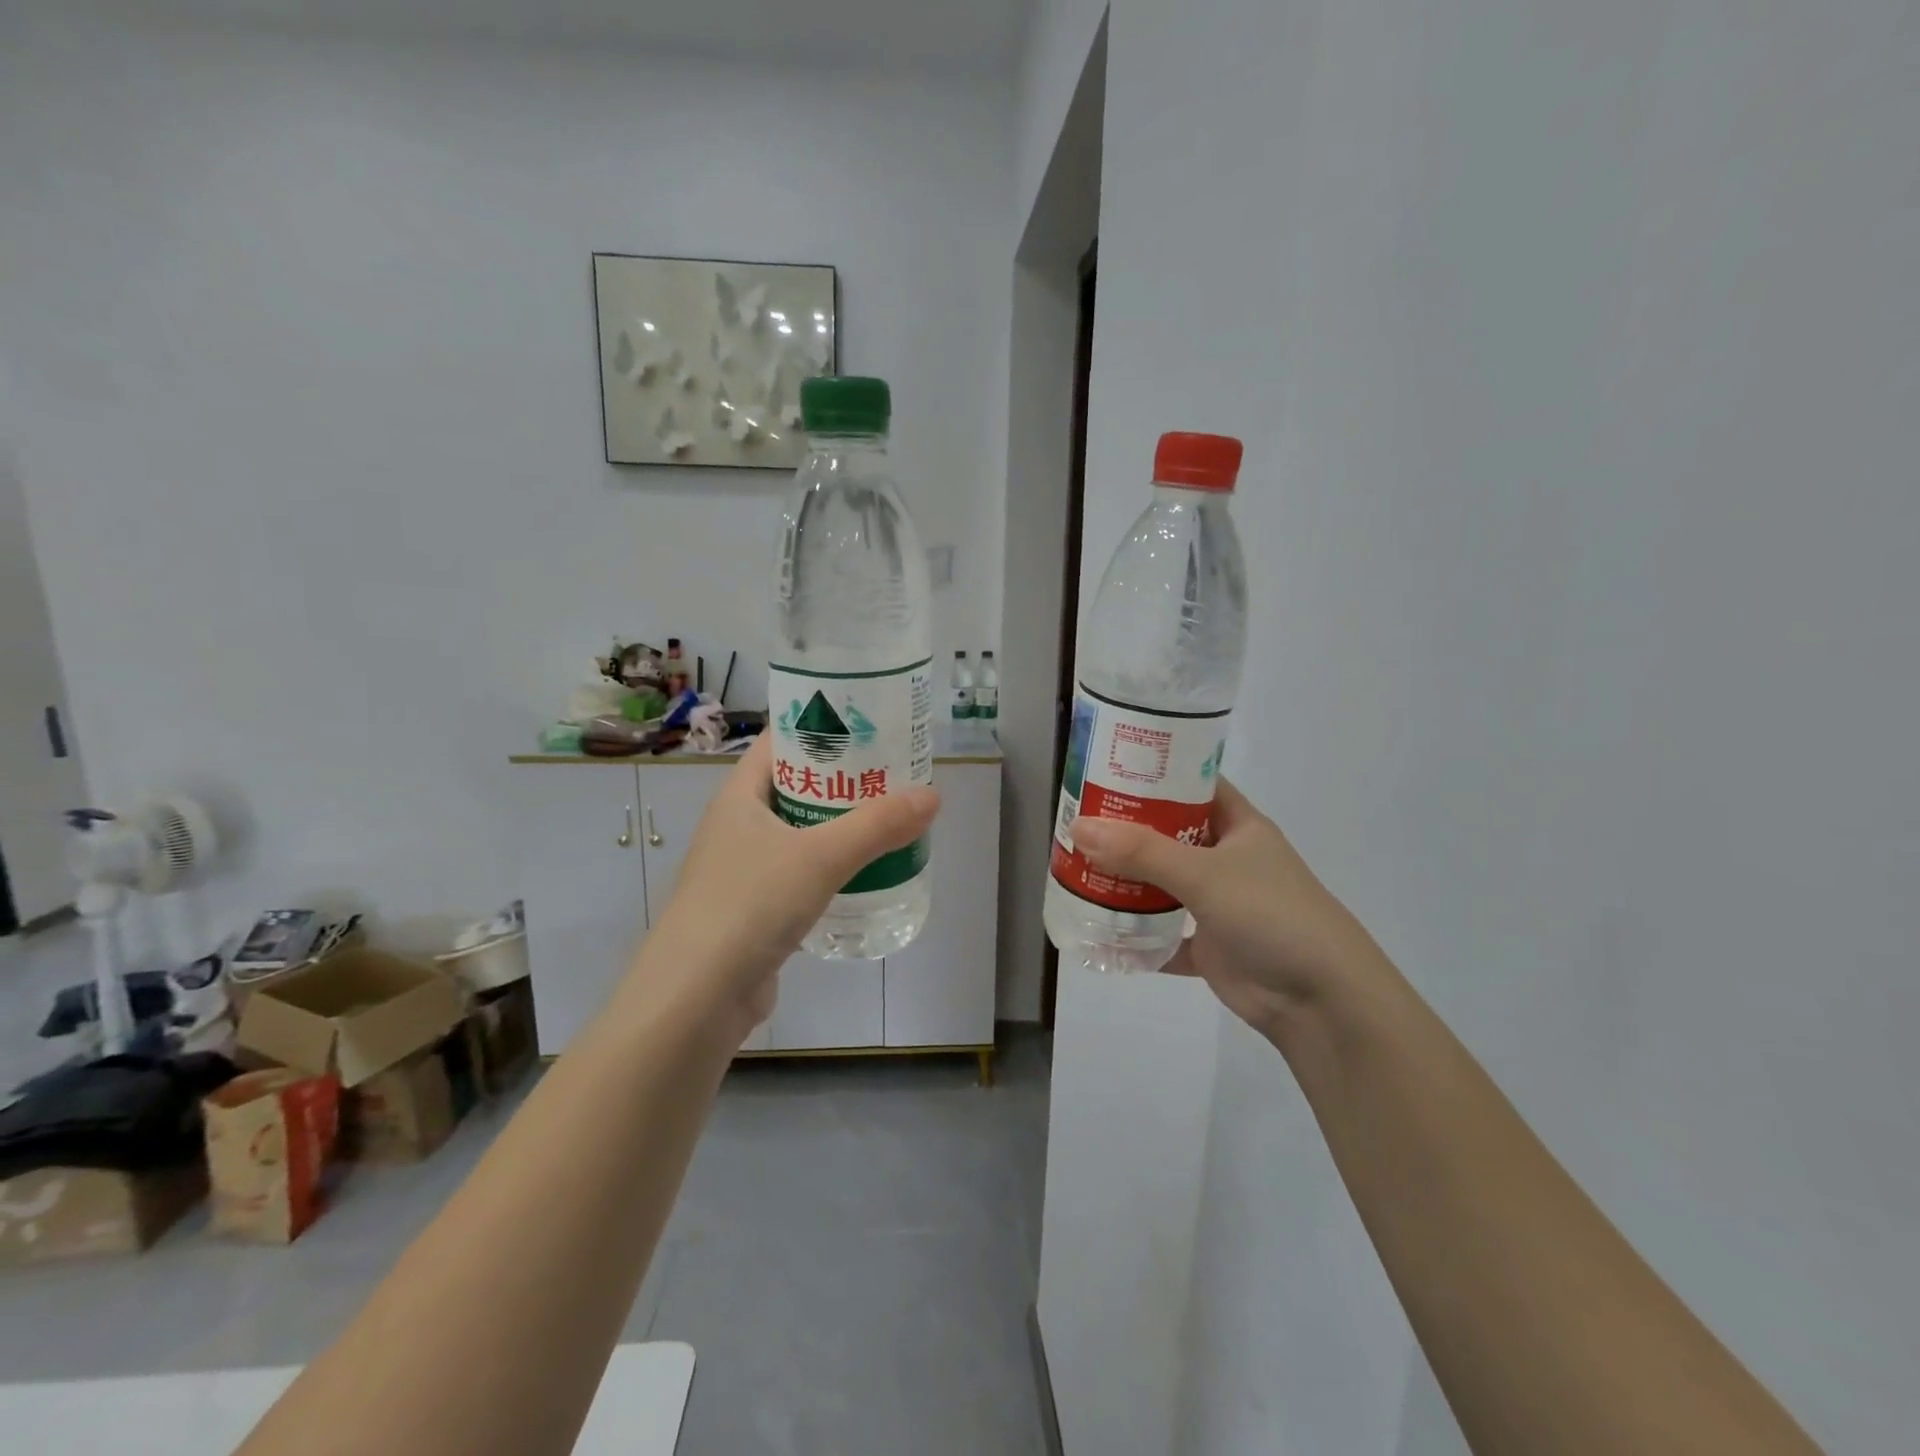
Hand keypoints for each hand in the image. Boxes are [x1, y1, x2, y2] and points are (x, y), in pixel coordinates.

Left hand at [633, 734, 938, 1044]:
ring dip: (842, 826)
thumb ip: (878, 826)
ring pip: (802, 832)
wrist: (696, 999)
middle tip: (895, 773)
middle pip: (798, 786)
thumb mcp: (820, 857)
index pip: (781, 742)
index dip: (822, 727)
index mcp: (740, 796)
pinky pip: (803, 873)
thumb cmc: (750, 905)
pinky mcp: (757, 909)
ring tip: (891, 818)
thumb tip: (933, 795)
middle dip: (845, 780)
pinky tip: (867, 873)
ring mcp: (745, 869)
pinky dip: (833, 868)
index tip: (870, 723)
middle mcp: (739, 826)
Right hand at [1069, 777, 1389, 1040]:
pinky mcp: (1209, 947)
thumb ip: (1141, 851)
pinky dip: (1135, 934)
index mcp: (1238, 826)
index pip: (1192, 784)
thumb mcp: (1204, 873)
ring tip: (1075, 866)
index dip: (1155, 772)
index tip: (1106, 767)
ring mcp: (1217, 904)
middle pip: (1168, 834)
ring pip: (1162, 883)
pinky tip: (1096, 928)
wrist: (1321, 1001)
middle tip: (1076, 819)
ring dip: (1125, 880)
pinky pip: (1163, 934)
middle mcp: (1226, 859)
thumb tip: (1078, 827)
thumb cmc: (1271, 914)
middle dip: (1126, 829)